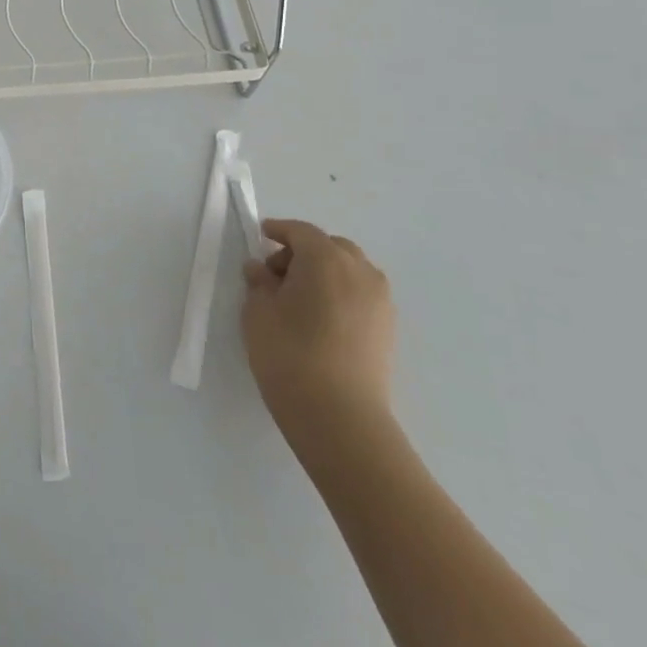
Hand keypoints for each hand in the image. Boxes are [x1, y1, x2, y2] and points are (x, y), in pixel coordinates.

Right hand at [241, 220, 394, 457]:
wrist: (340, 415)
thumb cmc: (289, 354)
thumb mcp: (258, 312)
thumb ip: (259, 283)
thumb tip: (261, 270)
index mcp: (325, 259)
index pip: (301, 232)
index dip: (279, 231)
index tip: (261, 236)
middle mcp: (360, 271)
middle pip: (331, 247)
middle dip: (304, 252)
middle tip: (277, 274)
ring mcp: (380, 301)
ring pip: (351, 270)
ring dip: (326, 272)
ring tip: (300, 299)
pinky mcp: (388, 328)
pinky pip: (361, 294)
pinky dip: (341, 293)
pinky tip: (321, 319)